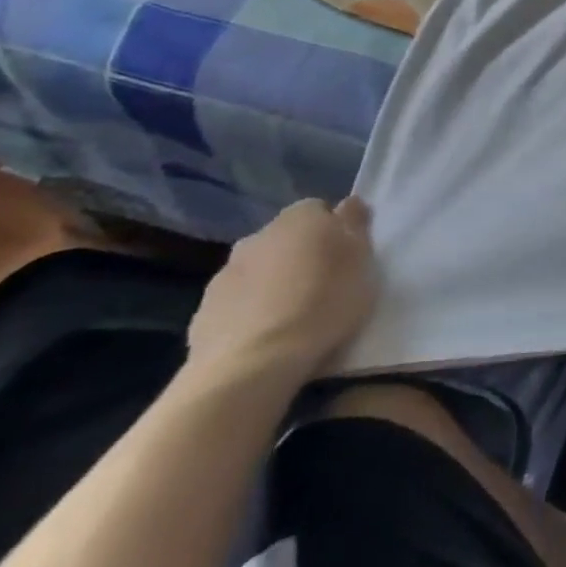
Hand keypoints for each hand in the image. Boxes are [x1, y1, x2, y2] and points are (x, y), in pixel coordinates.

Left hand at [186, 198, 376, 386]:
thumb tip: (349, 204)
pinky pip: (236, 303)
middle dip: (301, 256)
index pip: (320, 210)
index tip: (346, 258)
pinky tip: (266, 337)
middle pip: (286, 239)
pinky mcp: (203, 311)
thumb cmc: (325, 301)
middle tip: (323, 286)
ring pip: (258, 270)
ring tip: (293, 316)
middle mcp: (258, 236)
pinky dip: (250, 312)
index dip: (335, 231)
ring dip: (273, 284)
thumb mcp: (362, 259)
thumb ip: (355, 226)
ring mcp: (225, 273)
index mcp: (300, 217)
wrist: (255, 362)